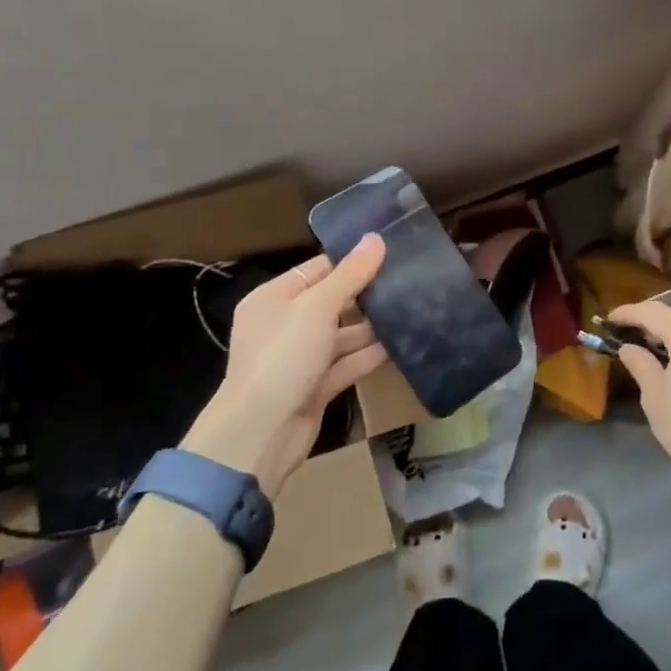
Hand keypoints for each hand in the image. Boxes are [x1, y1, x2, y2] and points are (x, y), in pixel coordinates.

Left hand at [182, 235, 389, 497]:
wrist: (261, 433)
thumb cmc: (283, 357)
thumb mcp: (317, 308)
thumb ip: (350, 275)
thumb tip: (376, 238)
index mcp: (274, 298)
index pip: (318, 270)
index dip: (352, 261)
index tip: (391, 252)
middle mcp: (285, 324)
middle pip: (331, 302)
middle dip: (366, 294)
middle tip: (408, 280)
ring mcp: (299, 357)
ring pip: (341, 335)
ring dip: (371, 327)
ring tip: (410, 311)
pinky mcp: (315, 385)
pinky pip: (345, 364)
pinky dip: (368, 356)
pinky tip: (399, 346)